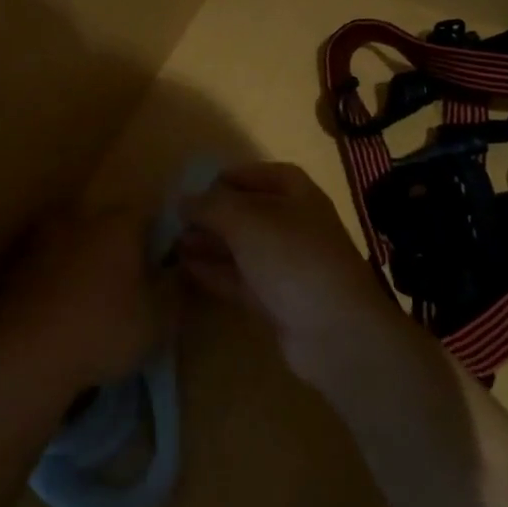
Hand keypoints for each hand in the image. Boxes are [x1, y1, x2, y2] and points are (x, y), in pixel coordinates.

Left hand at [0, 208, 177, 403]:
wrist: (27, 356)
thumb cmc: (104, 330)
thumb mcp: (160, 320)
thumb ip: (176, 289)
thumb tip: (180, 271)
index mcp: (118, 223)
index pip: (148, 214)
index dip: (159, 238)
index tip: (164, 265)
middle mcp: (79, 220)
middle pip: (107, 226)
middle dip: (119, 249)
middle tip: (128, 286)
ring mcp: (41, 241)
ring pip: (73, 245)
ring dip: (83, 264)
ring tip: (91, 303)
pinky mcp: (14, 268)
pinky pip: (46, 269)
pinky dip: (55, 284)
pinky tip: (60, 315)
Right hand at [178, 162, 393, 381]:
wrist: (335, 332)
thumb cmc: (293, 258)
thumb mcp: (246, 220)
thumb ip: (211, 206)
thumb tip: (183, 200)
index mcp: (297, 195)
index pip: (262, 174)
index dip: (231, 177)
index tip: (197, 186)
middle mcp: (294, 225)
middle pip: (248, 212)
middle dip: (213, 214)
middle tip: (176, 219)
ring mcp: (286, 266)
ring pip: (241, 247)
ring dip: (209, 243)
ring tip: (172, 243)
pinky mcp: (277, 300)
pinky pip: (240, 278)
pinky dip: (215, 271)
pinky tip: (186, 268)